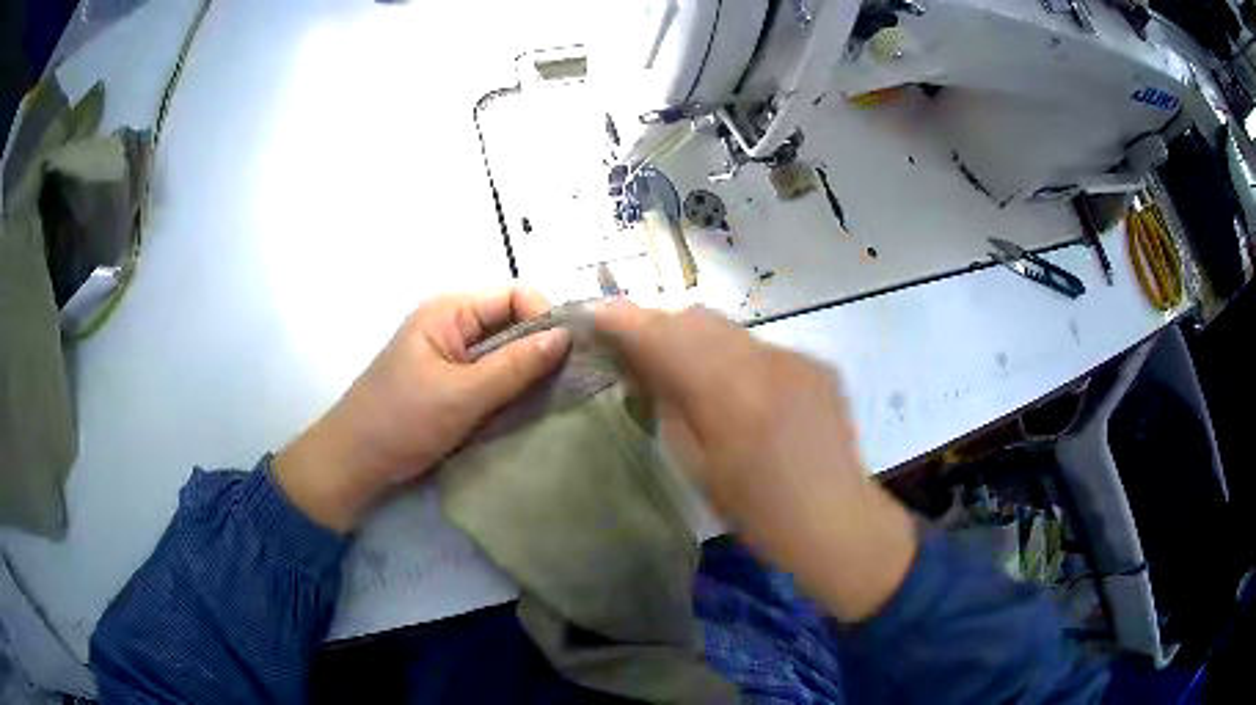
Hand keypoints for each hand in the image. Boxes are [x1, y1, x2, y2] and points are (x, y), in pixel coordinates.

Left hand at [275, 288, 569, 532]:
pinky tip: (526, 411)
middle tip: (570, 383)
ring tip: (553, 399)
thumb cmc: (401, 421)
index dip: (546, 318)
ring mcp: (450, 355)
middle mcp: (452, 324)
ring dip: (525, 374)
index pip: (514, 295)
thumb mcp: (462, 394)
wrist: (354, 462)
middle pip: (511, 323)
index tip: (571, 356)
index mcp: (450, 311)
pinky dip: (509, 391)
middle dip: (540, 349)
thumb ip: (515, 365)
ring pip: (504, 353)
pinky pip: (490, 377)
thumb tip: (566, 336)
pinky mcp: (449, 383)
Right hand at [594, 301, 916, 620]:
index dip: (625, 320)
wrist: (835, 519)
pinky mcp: (816, 364)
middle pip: (696, 319)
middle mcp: (763, 361)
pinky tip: (740, 389)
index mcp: (727, 393)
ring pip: (730, 329)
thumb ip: (668, 405)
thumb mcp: (697, 465)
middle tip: (639, 348)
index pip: (663, 336)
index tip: (597, 315)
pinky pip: (762, 347)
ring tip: (687, 367)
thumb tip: (642, 366)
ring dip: (699, 339)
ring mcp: (795, 357)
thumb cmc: (758, 511)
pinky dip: (737, 357)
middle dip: (660, 325)